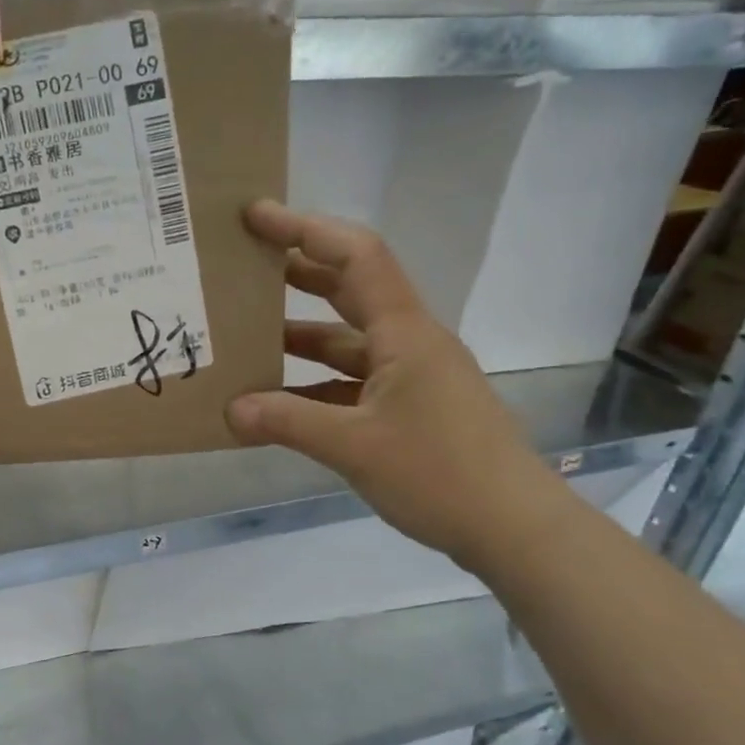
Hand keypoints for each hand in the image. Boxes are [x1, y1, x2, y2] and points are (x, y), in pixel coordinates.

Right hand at [225, 200, 568, 569]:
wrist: (514, 527)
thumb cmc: (440, 474)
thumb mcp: (354, 447)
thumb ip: (288, 422)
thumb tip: (230, 409)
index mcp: (403, 333)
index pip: (355, 256)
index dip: (305, 229)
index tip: (256, 217)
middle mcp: (409, 342)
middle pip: (350, 288)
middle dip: (297, 271)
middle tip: (243, 266)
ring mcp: (411, 376)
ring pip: (347, 340)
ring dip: (300, 335)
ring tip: (245, 336)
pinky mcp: (410, 408)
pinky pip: (352, 381)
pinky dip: (314, 383)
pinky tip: (279, 399)